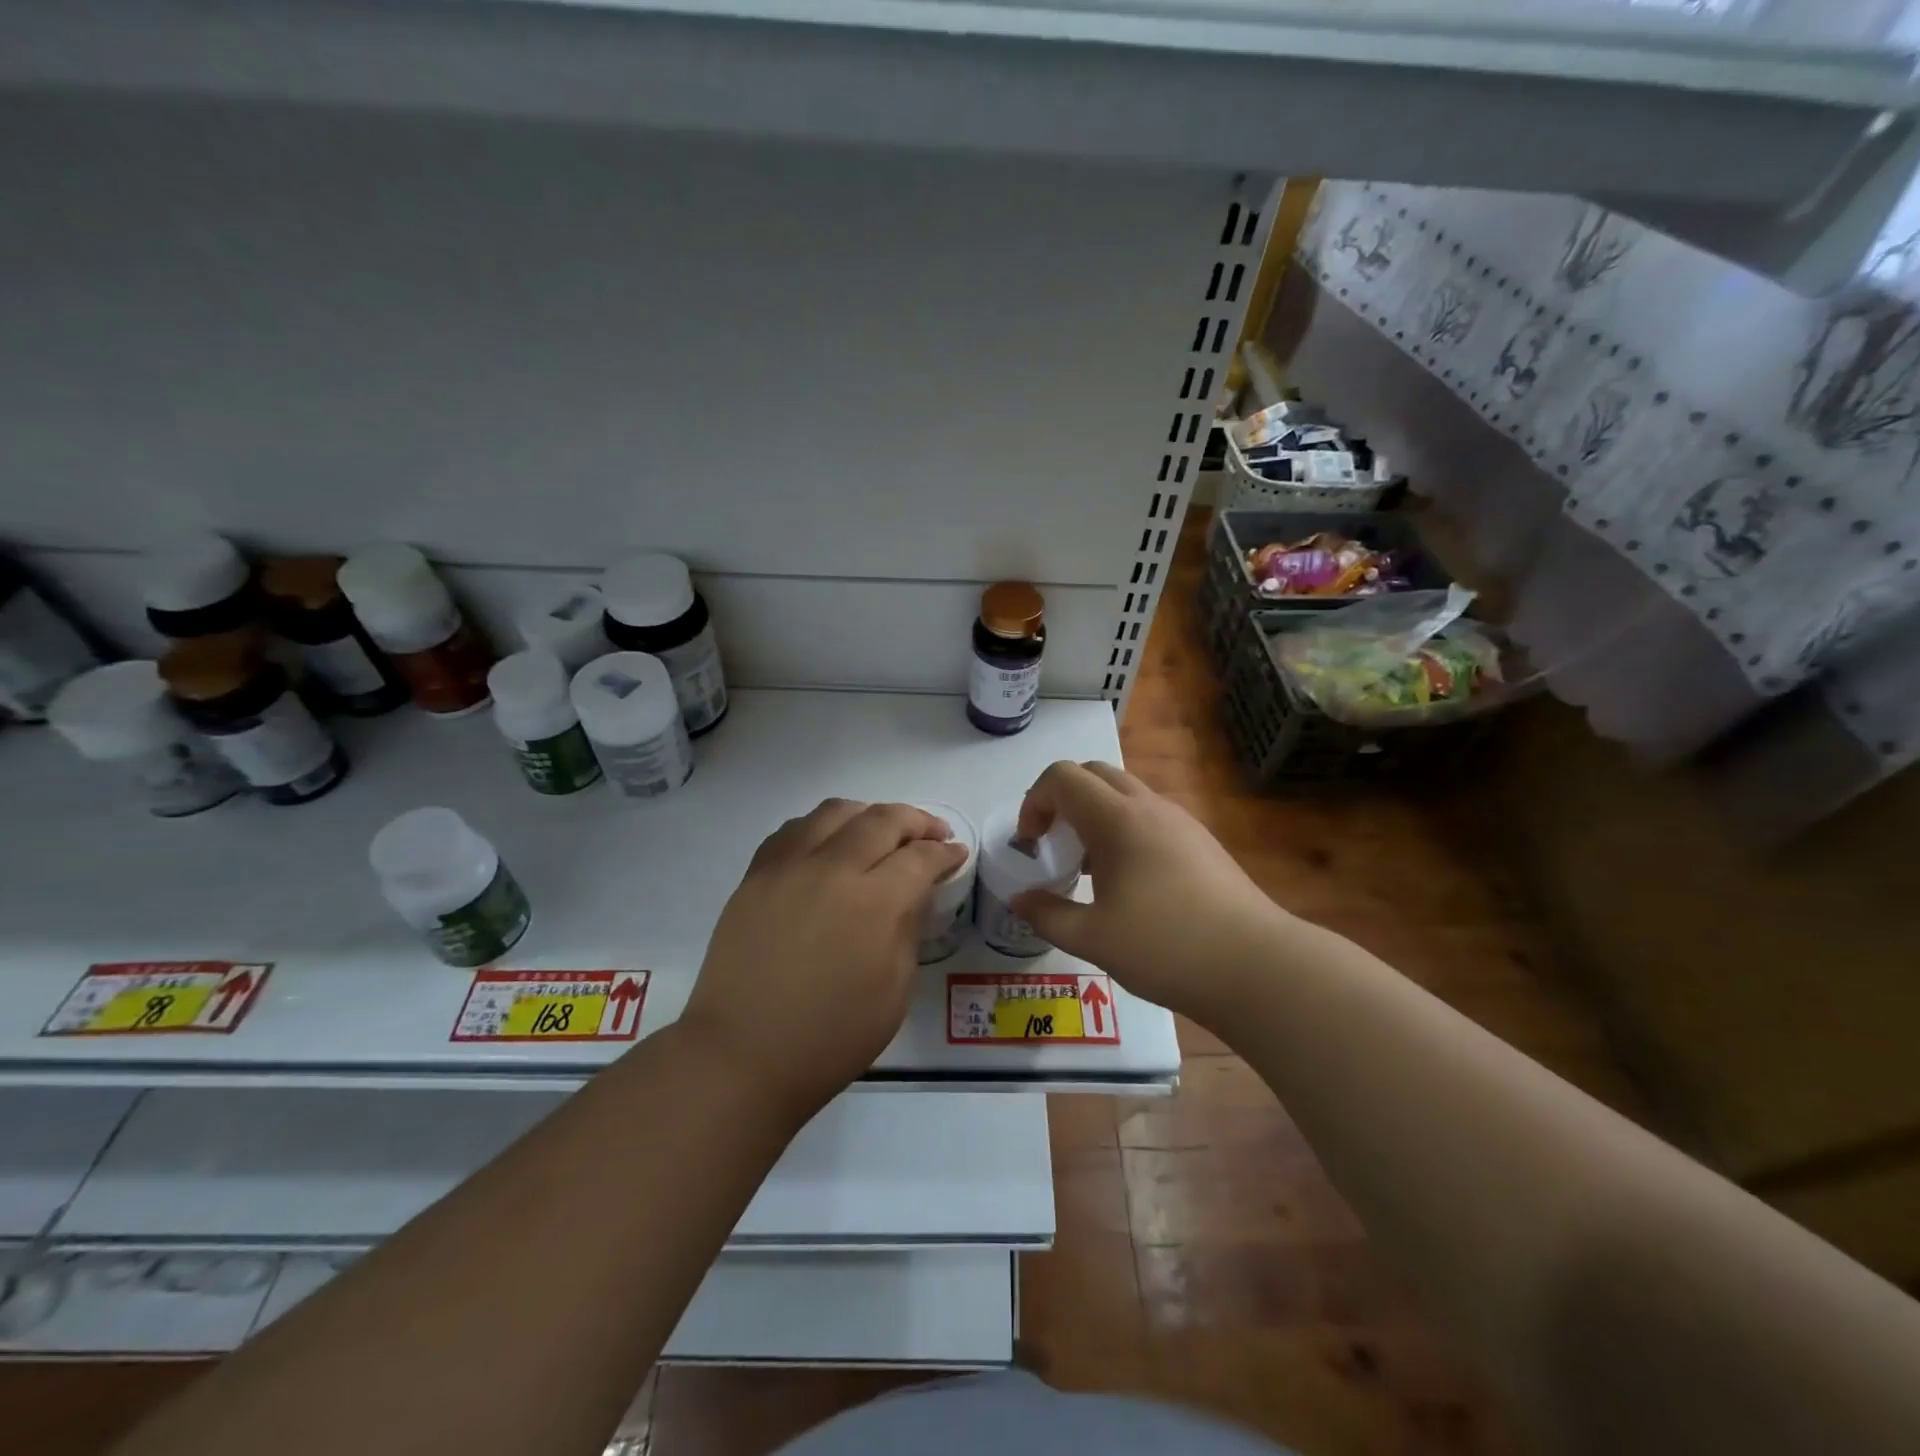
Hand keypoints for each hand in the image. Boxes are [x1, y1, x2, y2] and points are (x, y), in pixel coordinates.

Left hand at [681, 799, 967, 1117]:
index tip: (956, 853)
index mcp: (874, 903)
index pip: (920, 857)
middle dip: (916, 821)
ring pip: (835, 811)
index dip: (945, 852)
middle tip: (932, 834)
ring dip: (868, 814)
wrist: (742, 1055)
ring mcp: (788, 867)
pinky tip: (830, 845)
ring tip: (880, 832)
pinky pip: (794, 829)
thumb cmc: (830, 1038)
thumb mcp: (894, 991)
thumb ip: (909, 929)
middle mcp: (832, 869)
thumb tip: (916, 891)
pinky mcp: (756, 875)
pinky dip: (823, 827)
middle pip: (882, 819)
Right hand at [1009, 761, 1290, 1022]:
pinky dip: (1123, 829)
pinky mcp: (1200, 841)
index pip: (1062, 777)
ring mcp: (1180, 821)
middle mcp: (1149, 806)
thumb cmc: (1166, 948)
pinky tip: (1128, 882)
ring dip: (1094, 814)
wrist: (1257, 967)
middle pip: (1093, 773)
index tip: (1031, 843)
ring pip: (1124, 793)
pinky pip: (1149, 815)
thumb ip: (1047, 914)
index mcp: (1118, 819)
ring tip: (1088, 867)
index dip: (1035, 801)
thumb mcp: (1093, 939)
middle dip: (1062, 800)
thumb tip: (1020, 900)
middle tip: (1054, 844)